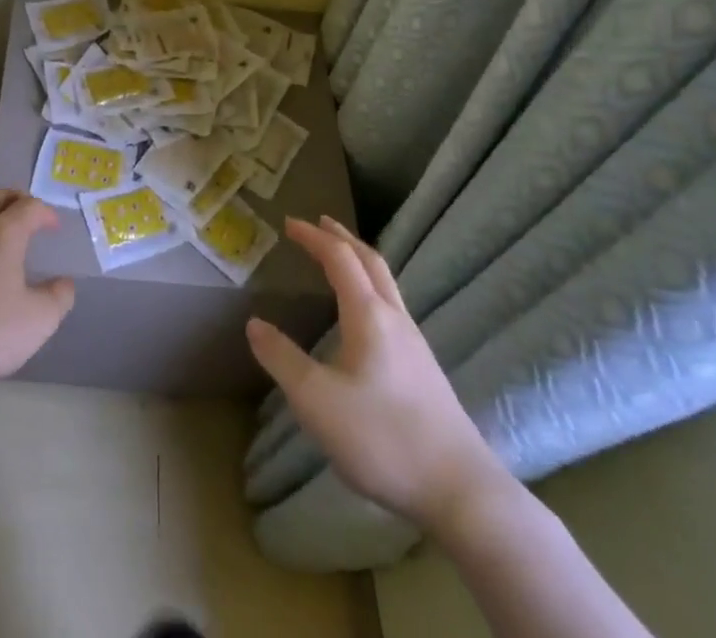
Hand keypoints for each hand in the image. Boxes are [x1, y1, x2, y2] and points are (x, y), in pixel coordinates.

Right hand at [246, 216, 511, 535]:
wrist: (461, 492)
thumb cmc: (383, 438)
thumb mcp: (316, 401)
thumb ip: (282, 359)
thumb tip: (254, 324)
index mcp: (368, 315)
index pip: (339, 258)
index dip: (313, 237)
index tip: (288, 223)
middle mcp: (395, 319)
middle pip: (371, 262)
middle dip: (343, 238)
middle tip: (319, 223)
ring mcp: (416, 345)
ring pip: (387, 284)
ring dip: (360, 261)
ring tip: (340, 260)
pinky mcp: (425, 370)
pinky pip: (393, 308)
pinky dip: (372, 289)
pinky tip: (365, 316)